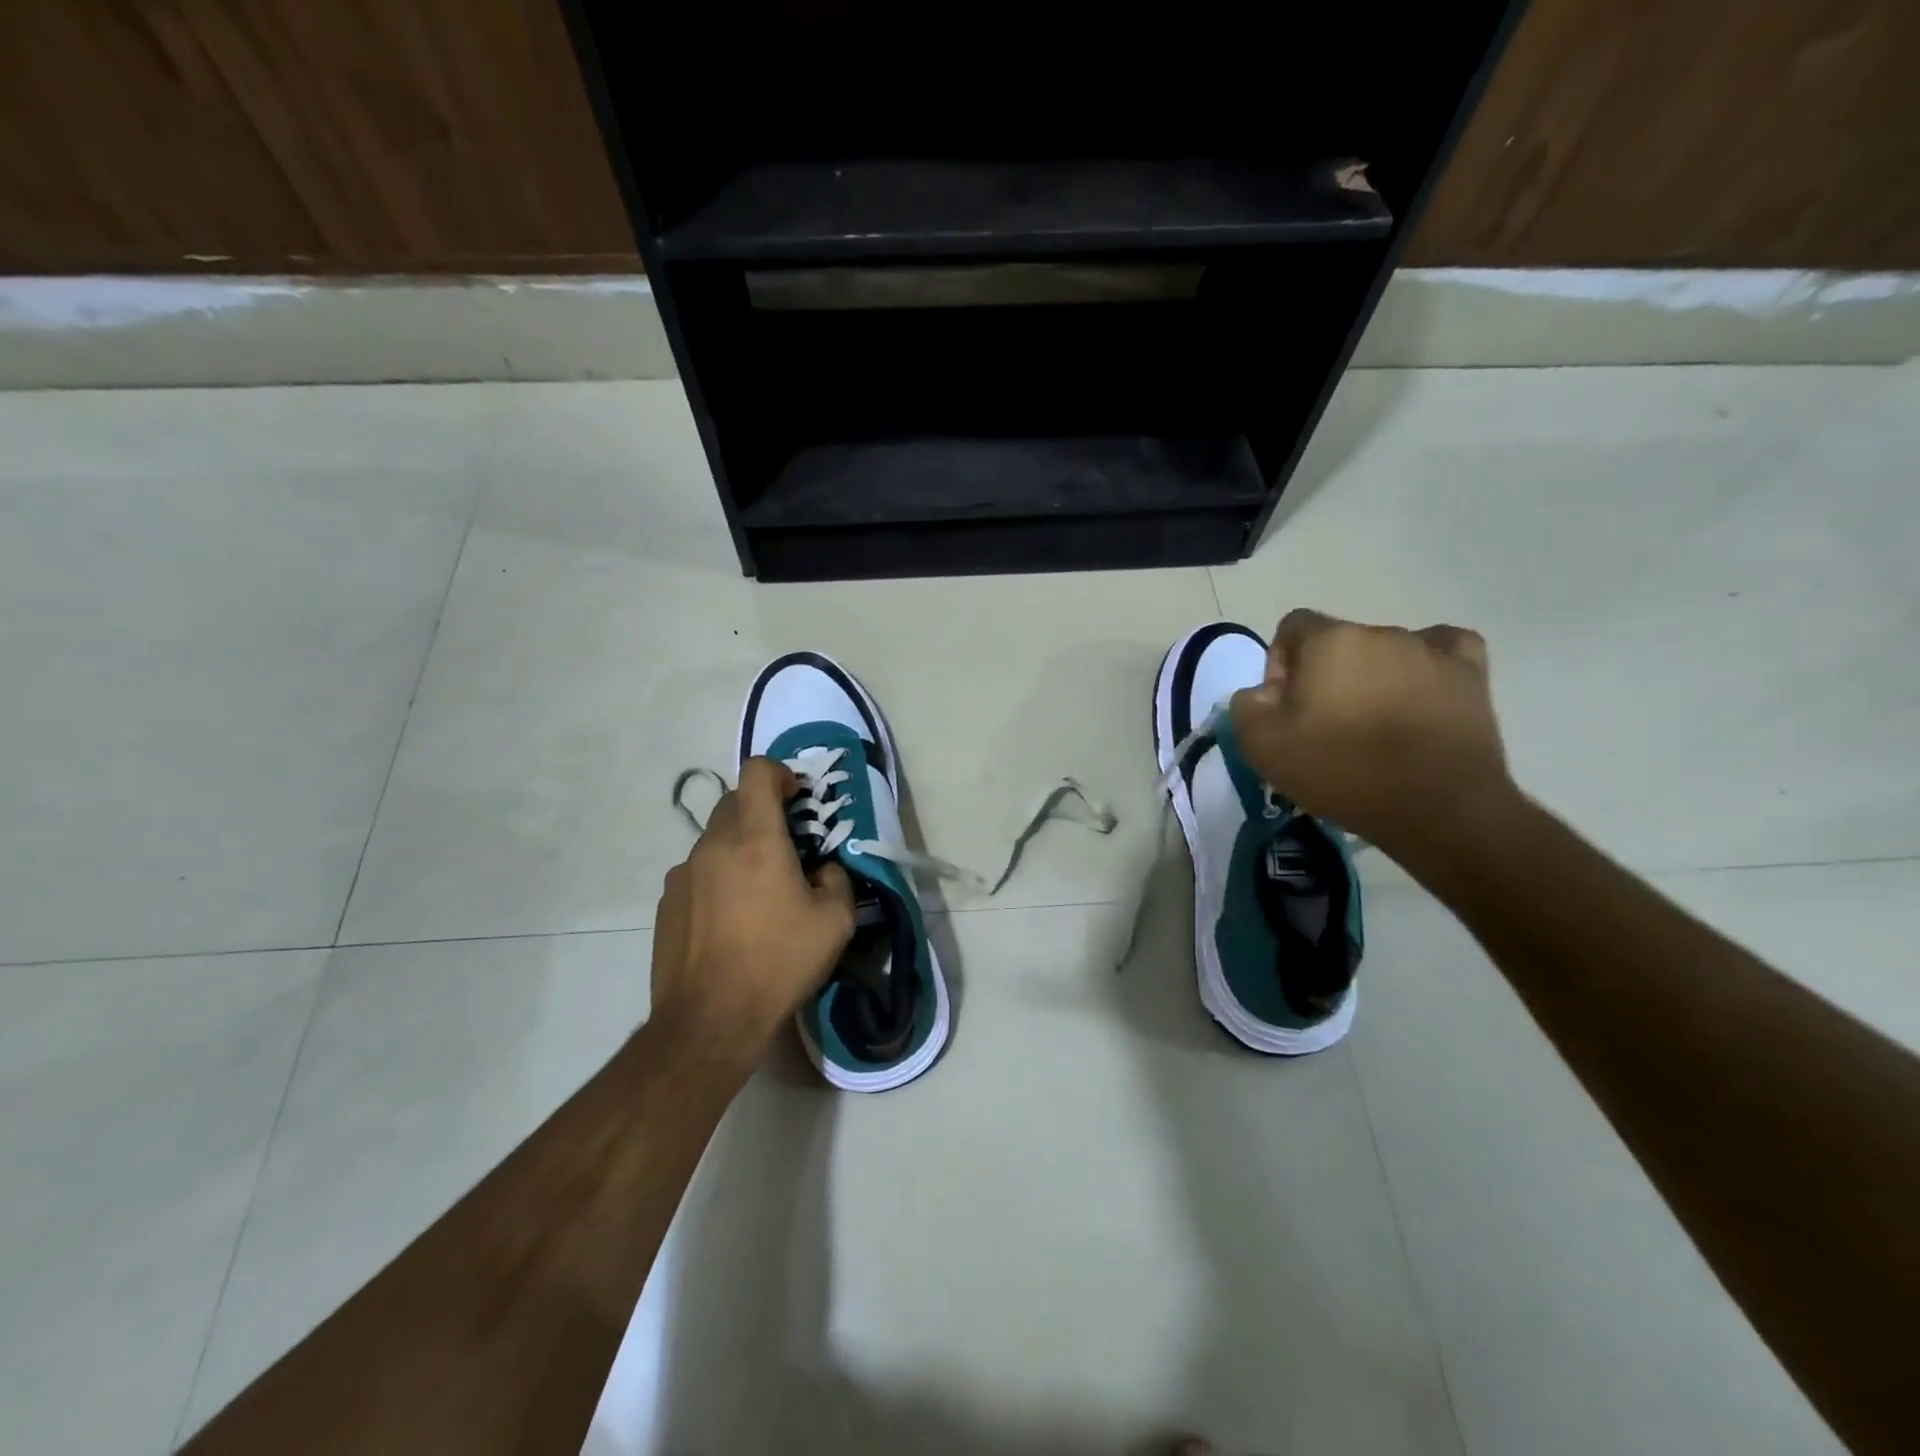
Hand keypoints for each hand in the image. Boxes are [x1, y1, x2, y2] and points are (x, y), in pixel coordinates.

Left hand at [649, 757, 854, 1067]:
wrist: (710, 1020)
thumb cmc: (779, 962)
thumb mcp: (835, 922)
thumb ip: (836, 880)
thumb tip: (823, 871)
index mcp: (756, 839)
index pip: (757, 771)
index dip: (780, 773)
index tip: (797, 798)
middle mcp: (713, 845)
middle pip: (734, 801)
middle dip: (763, 810)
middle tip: (788, 846)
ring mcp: (683, 874)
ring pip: (715, 839)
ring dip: (740, 847)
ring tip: (760, 892)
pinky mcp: (667, 902)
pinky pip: (698, 872)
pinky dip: (719, 877)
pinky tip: (732, 919)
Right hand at [1228, 609, 1515, 854]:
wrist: (1437, 807)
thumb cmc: (1341, 770)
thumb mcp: (1261, 746)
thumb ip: (1246, 706)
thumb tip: (1262, 693)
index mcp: (1328, 640)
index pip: (1292, 627)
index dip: (1280, 664)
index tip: (1285, 707)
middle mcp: (1380, 632)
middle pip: (1339, 642)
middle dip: (1326, 675)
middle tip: (1325, 725)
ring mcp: (1430, 651)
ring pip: (1386, 652)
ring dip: (1372, 678)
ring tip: (1375, 726)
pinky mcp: (1471, 674)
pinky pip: (1444, 650)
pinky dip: (1427, 666)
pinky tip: (1421, 691)